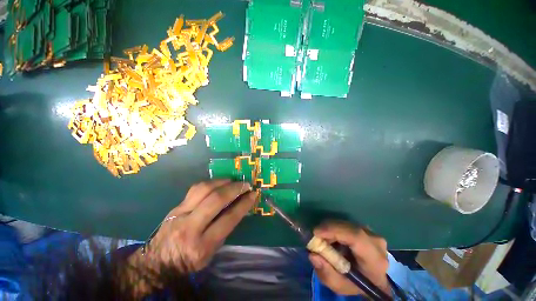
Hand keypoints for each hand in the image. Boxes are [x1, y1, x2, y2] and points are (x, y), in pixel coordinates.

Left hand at [139, 179, 255, 271]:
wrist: (156, 262)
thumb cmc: (188, 261)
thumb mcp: (211, 253)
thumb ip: (225, 229)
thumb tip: (239, 207)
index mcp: (202, 245)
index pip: (228, 219)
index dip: (244, 204)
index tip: (253, 194)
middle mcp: (190, 227)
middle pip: (216, 200)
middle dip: (234, 189)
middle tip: (245, 184)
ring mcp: (180, 213)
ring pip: (204, 189)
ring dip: (222, 182)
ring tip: (233, 181)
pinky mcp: (176, 206)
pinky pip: (195, 188)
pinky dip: (211, 183)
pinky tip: (218, 183)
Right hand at [309, 221, 390, 296]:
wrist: (373, 279)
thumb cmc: (357, 284)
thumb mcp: (340, 286)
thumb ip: (326, 274)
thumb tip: (313, 255)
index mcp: (374, 260)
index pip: (356, 237)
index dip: (334, 231)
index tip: (316, 233)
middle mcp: (375, 242)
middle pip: (348, 228)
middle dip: (328, 229)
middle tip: (315, 237)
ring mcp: (372, 233)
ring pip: (346, 224)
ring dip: (331, 229)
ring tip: (323, 240)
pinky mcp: (366, 228)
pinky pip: (347, 224)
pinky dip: (335, 228)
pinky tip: (332, 238)